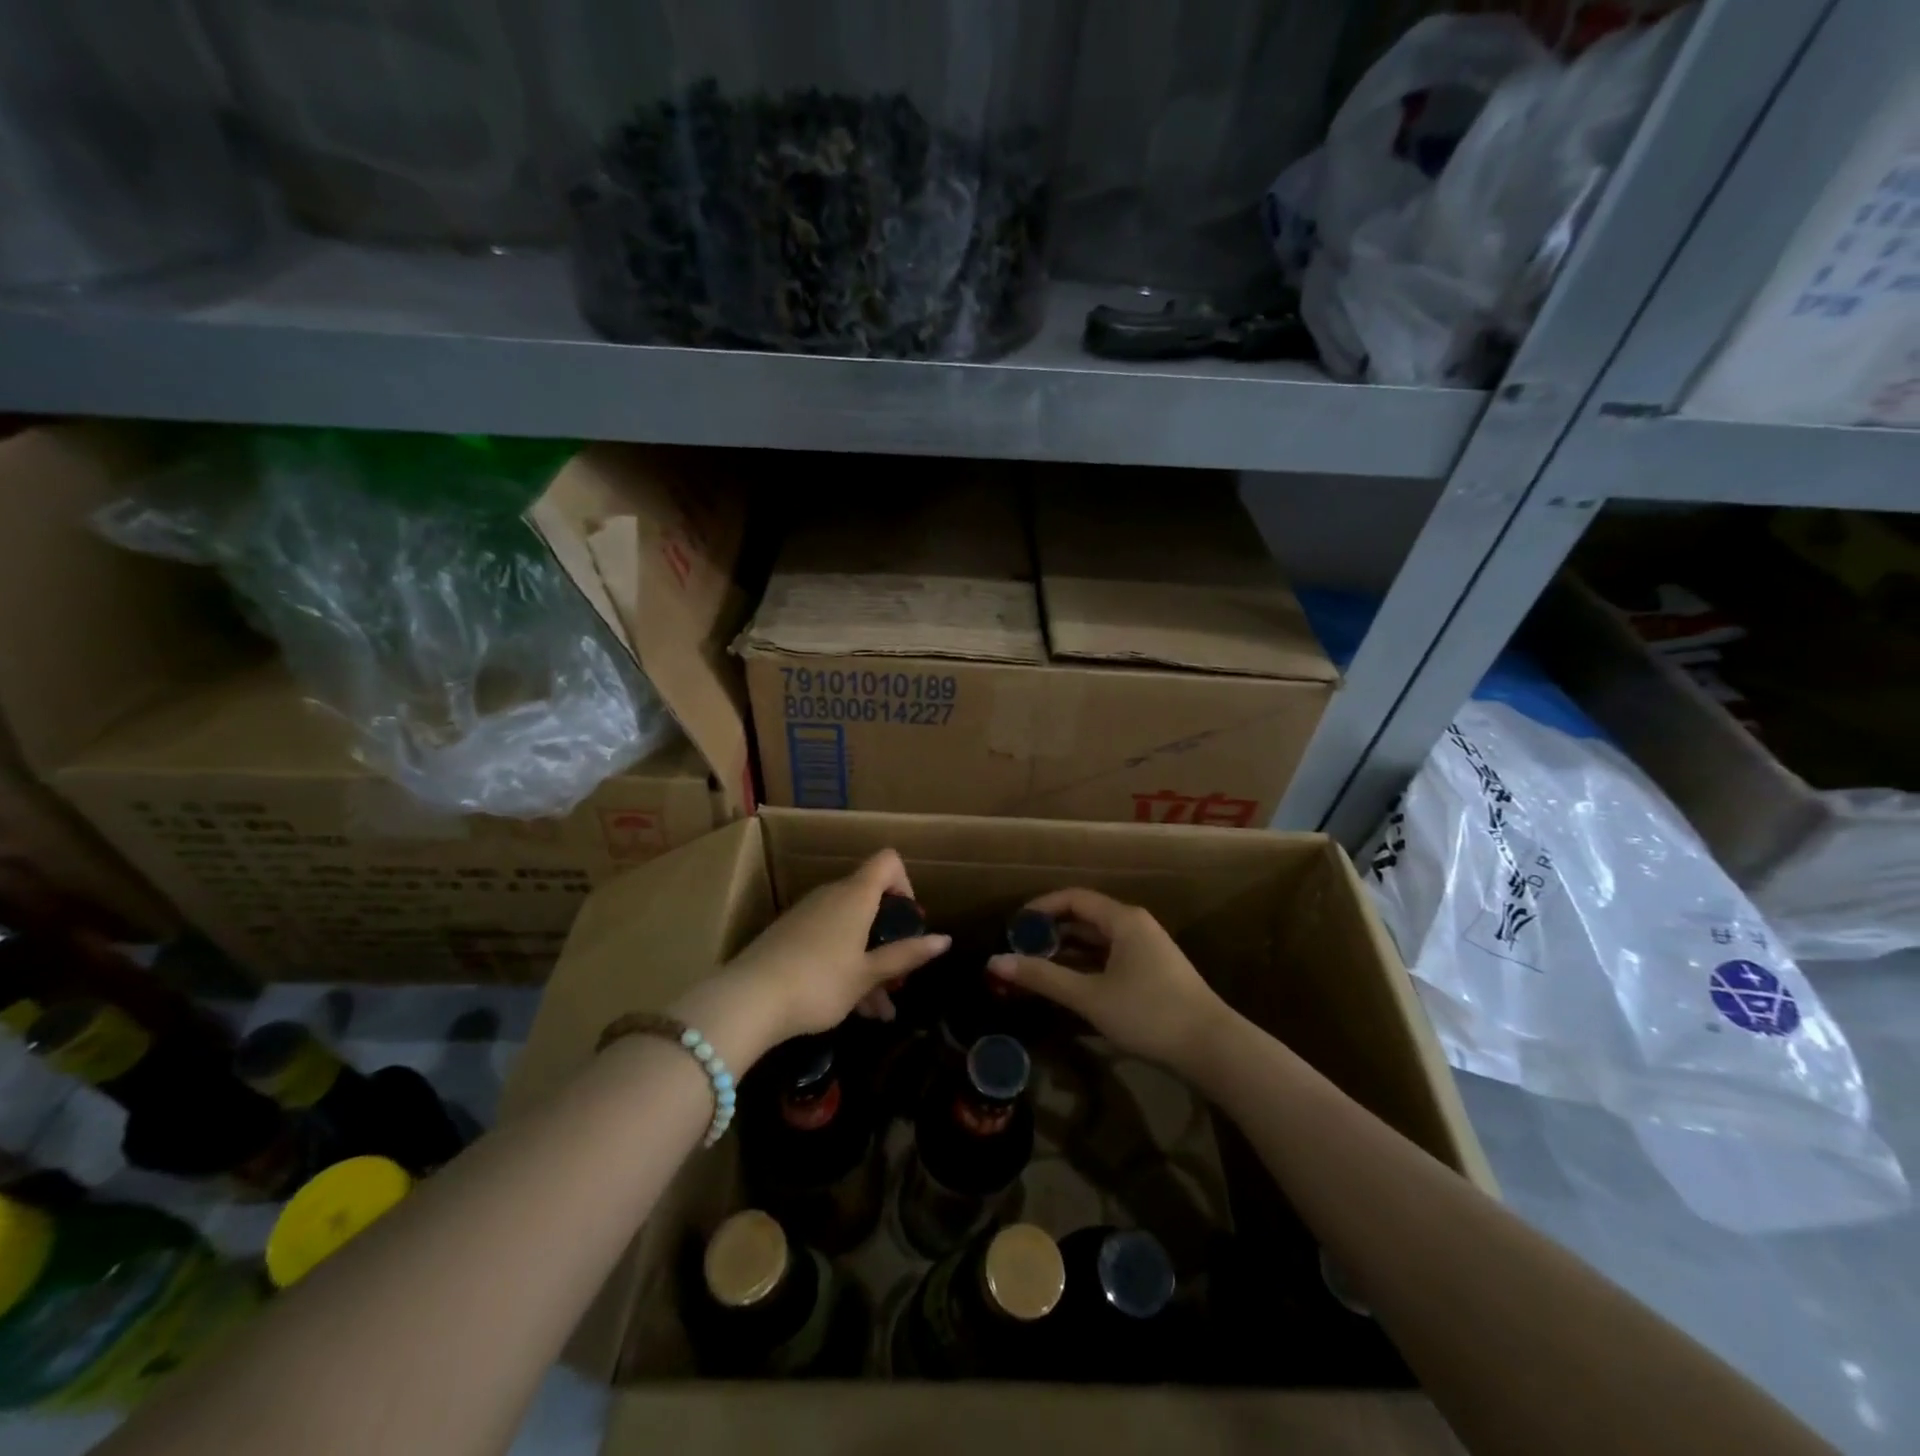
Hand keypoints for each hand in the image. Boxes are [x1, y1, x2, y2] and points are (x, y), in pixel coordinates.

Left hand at [683, 850, 948, 1066]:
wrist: (748, 999)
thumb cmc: (819, 982)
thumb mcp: (867, 974)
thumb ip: (906, 955)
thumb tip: (945, 939)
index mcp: (855, 896)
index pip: (888, 861)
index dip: (905, 884)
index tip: (909, 921)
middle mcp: (831, 896)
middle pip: (870, 901)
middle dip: (889, 937)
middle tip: (899, 977)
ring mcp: (807, 915)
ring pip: (850, 929)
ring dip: (869, 962)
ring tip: (880, 1012)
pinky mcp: (788, 935)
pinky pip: (828, 941)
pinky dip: (844, 966)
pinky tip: (850, 1008)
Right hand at [987, 888, 1229, 1074]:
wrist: (1212, 1048)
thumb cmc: (1148, 1013)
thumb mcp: (1090, 996)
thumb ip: (1043, 977)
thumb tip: (995, 962)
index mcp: (1123, 919)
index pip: (1074, 898)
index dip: (1041, 907)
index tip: (1015, 925)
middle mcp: (1136, 926)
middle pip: (1086, 917)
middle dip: (1052, 931)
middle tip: (1020, 949)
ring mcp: (1148, 950)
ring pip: (1099, 940)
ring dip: (1068, 950)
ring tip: (1038, 967)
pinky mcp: (1154, 973)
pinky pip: (1111, 957)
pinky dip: (1087, 965)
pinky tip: (1070, 985)